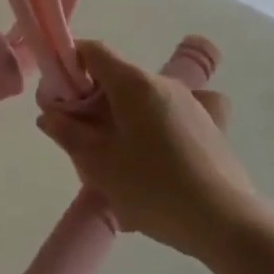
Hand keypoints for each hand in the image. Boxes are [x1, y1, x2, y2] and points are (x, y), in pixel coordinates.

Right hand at [34, 38, 257, 259]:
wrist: (224, 222)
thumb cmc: (153, 187)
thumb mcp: (99, 164)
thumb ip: (68, 134)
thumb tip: (49, 115)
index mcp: (134, 83)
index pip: (93, 51)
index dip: (69, 65)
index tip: (58, 97)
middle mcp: (164, 82)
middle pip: (117, 77)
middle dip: (92, 100)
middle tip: (80, 138)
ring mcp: (192, 102)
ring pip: (142, 98)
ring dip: (121, 116)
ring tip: (115, 159)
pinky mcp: (210, 126)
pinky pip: (170, 115)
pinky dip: (153, 126)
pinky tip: (155, 157)